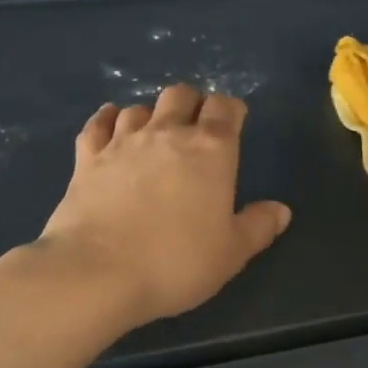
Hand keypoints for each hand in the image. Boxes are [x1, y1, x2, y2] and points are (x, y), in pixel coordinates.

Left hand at [38, 85, 292, 325]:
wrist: (98, 273)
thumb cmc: (177, 262)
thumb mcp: (231, 253)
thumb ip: (258, 226)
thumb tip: (281, 210)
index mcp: (211, 150)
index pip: (226, 107)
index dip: (232, 111)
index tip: (234, 124)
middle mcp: (167, 133)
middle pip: (180, 95)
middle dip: (192, 104)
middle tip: (195, 130)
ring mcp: (122, 142)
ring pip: (139, 108)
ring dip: (151, 115)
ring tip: (154, 135)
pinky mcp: (87, 158)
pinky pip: (97, 124)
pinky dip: (107, 120)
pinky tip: (110, 124)